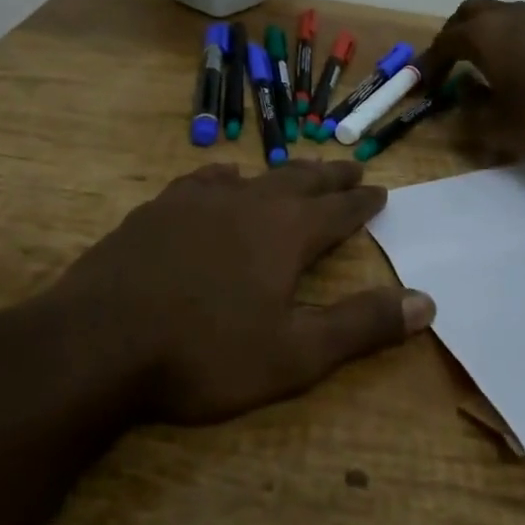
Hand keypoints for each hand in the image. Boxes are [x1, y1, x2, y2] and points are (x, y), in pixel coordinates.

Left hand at [27, 160, 433, 423]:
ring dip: (283, 174)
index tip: (381, 192)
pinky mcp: (158, 209)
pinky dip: (226, 178)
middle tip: (352, 169)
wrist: (97, 343)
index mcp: (287, 233)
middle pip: (301, 181)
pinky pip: (204, 180)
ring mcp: (198, 201)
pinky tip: (221, 182)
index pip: (339, 210)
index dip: (363, 203)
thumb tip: (427, 302)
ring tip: (297, 172)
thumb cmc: (204, 354)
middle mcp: (249, 203)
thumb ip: (361, 326)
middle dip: (331, 177)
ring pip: (255, 176)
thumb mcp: (295, 355)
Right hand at [415, 0, 524, 162]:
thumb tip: (460, 101)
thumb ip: (468, 115)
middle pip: (469, 14)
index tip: (424, 85)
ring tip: (484, 65)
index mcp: (484, 35)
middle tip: (449, 64)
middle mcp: (508, 15)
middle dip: (453, 36)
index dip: (430, 64)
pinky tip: (521, 67)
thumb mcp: (497, 128)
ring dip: (484, 34)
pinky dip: (510, 38)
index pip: (444, 42)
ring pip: (499, 14)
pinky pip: (524, 24)